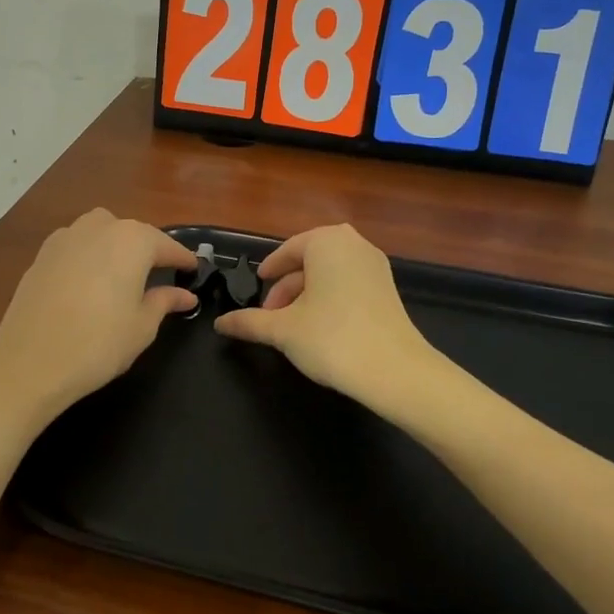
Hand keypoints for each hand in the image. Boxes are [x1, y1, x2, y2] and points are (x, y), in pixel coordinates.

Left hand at [0, 208, 196, 429]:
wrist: (29, 363)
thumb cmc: (98, 344)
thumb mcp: (142, 326)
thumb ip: (164, 302)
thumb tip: (185, 295)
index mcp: (131, 241)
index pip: (166, 245)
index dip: (182, 259)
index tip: (194, 270)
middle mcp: (99, 228)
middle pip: (132, 232)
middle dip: (147, 249)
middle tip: (159, 274)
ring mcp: (65, 238)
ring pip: (100, 231)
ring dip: (115, 246)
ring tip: (122, 274)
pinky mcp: (41, 255)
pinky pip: (75, 246)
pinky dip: (88, 255)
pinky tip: (89, 281)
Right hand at [213, 224, 433, 406]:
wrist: (394, 371)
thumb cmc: (332, 338)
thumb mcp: (282, 330)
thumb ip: (249, 322)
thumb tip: (220, 324)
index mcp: (327, 242)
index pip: (288, 250)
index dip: (269, 270)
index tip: (258, 286)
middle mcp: (354, 244)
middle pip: (309, 261)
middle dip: (287, 287)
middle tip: (269, 315)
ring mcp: (375, 266)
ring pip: (329, 274)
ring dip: (306, 295)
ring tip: (290, 326)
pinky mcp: (388, 290)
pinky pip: (348, 285)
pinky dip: (329, 299)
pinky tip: (318, 328)